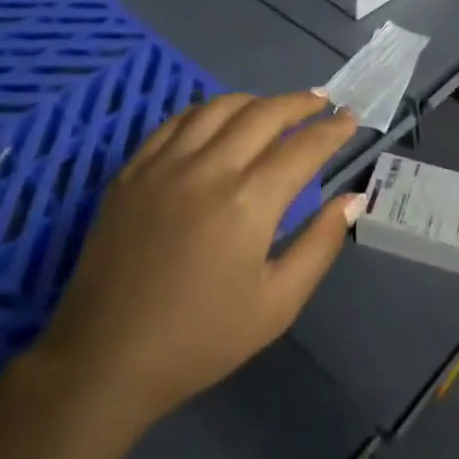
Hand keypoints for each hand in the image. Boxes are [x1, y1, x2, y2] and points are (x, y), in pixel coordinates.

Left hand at [38, 92, 360, 427]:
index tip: (350, 119)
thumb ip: (319, 245)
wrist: (106, 358)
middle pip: (263, 113)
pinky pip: (176, 121)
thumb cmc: (200, 339)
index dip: (331, 130)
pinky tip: (218, 119)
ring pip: (219, 107)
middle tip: (320, 101)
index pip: (303, 147)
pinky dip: (207, 111)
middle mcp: (209, 168)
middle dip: (299, 103)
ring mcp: (165, 163)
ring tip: (274, 108)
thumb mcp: (277, 305)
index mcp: (248, 202)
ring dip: (255, 100)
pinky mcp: (133, 169)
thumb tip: (352, 199)